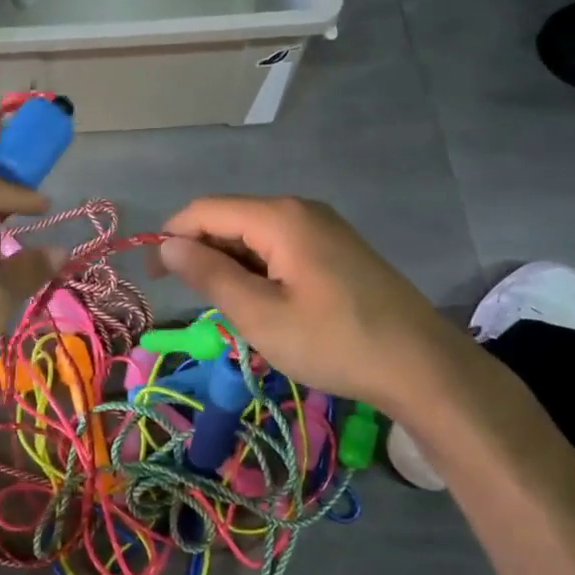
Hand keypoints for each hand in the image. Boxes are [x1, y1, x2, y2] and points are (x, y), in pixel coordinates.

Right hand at [156, 195, 474, 413]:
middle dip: (202, 252)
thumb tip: (168, 245)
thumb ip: (210, 275)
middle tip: (192, 301)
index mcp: (280, 217)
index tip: (153, 276)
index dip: (172, 237)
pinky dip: (259, 269)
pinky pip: (281, 247)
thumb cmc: (334, 342)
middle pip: (232, 218)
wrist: (421, 365)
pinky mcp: (337, 249)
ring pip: (256, 235)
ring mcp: (323, 228)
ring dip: (231, 264)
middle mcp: (300, 210)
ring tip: (226, 309)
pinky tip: (262, 303)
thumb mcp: (260, 315)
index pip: (206, 210)